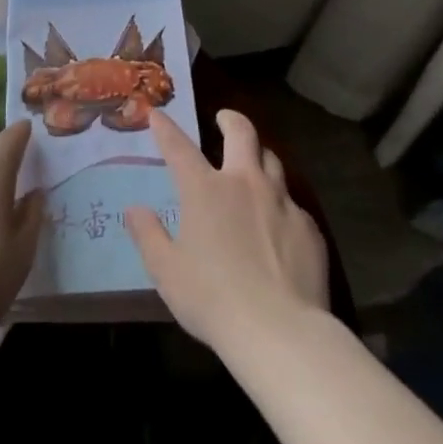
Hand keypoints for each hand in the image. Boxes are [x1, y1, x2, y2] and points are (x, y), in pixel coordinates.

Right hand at [126, 109, 329, 355]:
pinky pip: (291, 203)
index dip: (166, 128)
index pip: (179, 147)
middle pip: (242, 134)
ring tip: (253, 163)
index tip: (157, 114)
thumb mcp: (166, 270)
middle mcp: (244, 183)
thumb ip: (148, 235)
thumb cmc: (211, 298)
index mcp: (205, 190)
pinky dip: (279, 202)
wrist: (279, 330)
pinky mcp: (307, 227)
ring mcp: (281, 202)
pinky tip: (277, 223)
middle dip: (230, 120)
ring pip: (272, 161)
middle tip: (224, 119)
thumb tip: (135, 210)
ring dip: (258, 156)